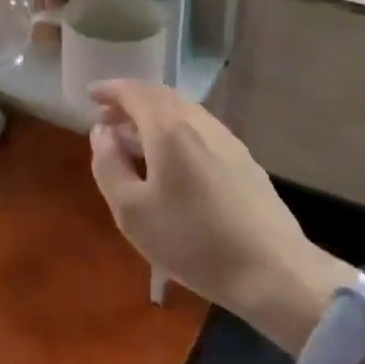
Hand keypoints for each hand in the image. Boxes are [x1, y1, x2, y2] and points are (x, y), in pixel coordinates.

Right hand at [88, 80, 350, 350]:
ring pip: (184, 112)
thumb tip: (102, 132)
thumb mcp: (131, 211)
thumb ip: (108, 165)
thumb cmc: (193, 242)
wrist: (274, 273)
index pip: (135, 92)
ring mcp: (227, 141)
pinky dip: (176, 131)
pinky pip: (200, 130)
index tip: (90, 95)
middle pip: (161, 97)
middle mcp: (200, 124)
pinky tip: (171, 160)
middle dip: (130, 102)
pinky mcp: (245, 161)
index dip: (110, 89)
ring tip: (135, 140)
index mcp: (170, 130)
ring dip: (154, 116)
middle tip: (107, 118)